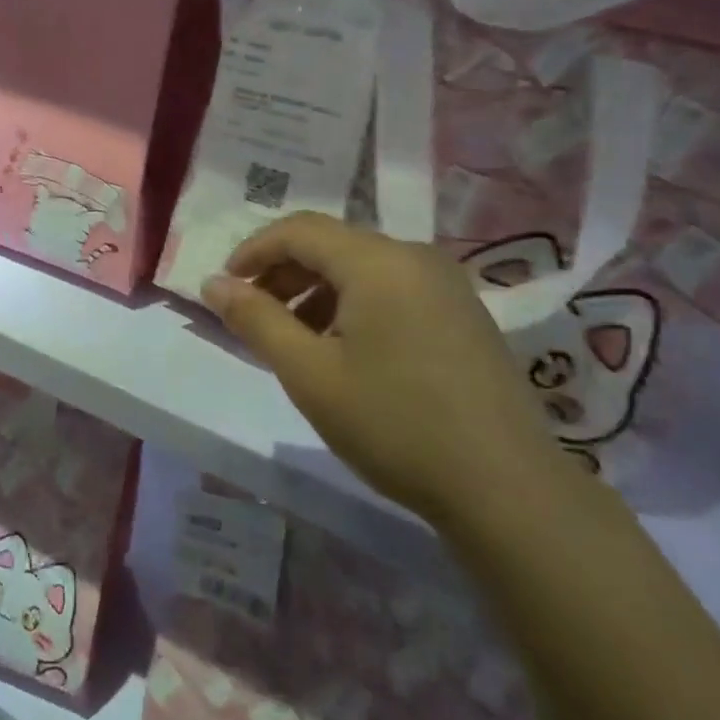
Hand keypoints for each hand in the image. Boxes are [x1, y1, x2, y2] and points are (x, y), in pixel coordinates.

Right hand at [202, 213, 558, 523]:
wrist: (507, 490)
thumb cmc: (395, 424)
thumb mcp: (309, 374)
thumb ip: (256, 320)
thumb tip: (212, 283)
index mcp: (378, 261)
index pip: (299, 230)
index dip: (253, 251)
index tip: (225, 288)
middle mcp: (415, 257)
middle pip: (331, 245)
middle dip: (283, 273)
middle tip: (253, 317)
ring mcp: (446, 284)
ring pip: (361, 268)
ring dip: (316, 291)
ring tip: (294, 340)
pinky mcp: (462, 313)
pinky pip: (392, 289)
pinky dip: (353, 305)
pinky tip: (344, 351)